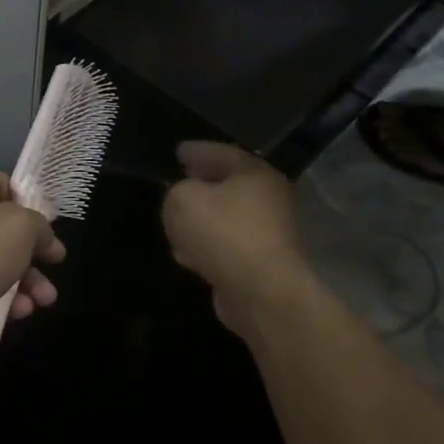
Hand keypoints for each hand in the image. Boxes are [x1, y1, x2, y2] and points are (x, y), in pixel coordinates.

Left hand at [0, 168, 64, 350]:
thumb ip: (39, 225)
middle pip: (2, 225)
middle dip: (33, 248)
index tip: (47, 224)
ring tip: (46, 300)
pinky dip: (7, 298)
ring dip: (27, 278)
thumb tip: (44, 239)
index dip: (26, 199)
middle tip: (55, 263)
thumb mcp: (19, 227)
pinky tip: (22, 312)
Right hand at [161, 142, 315, 334]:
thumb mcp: (182, 199)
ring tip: (175, 222)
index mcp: (254, 173)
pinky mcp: (260, 263)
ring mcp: (267, 233)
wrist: (261, 292)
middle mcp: (267, 198)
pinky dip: (207, 246)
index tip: (177, 151)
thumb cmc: (223, 233)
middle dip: (201, 183)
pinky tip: (187, 254)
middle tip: (178, 181)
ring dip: (202, 219)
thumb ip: (175, 191)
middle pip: (227, 184)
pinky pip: (226, 245)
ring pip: (226, 217)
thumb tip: (184, 200)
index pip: (221, 152)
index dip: (196, 150)